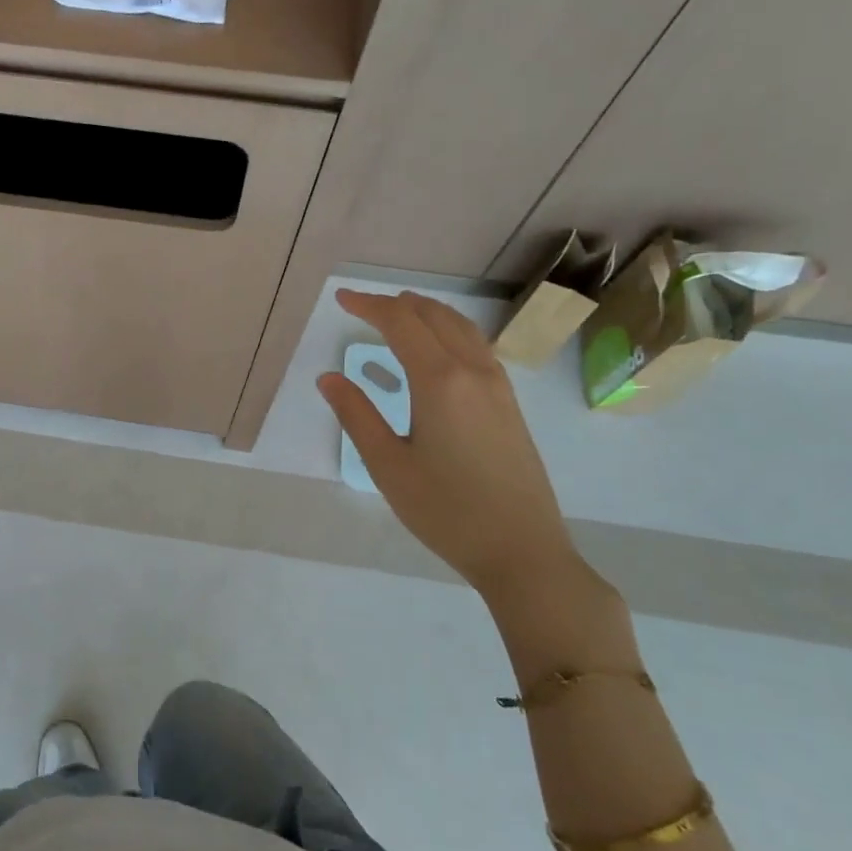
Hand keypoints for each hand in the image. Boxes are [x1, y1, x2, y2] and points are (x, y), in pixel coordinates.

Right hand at [318, 289, 577, 595]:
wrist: (522, 551)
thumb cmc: (446, 511)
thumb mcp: (387, 465)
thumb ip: (356, 415)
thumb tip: (329, 378)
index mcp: (440, 381)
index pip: (401, 323)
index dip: (369, 305)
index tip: (341, 299)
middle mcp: (473, 372)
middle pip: (434, 317)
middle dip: (397, 304)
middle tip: (363, 305)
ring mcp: (498, 387)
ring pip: (462, 328)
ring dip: (428, 312)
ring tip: (400, 313)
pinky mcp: (510, 405)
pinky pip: (477, 347)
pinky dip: (450, 331)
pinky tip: (438, 349)